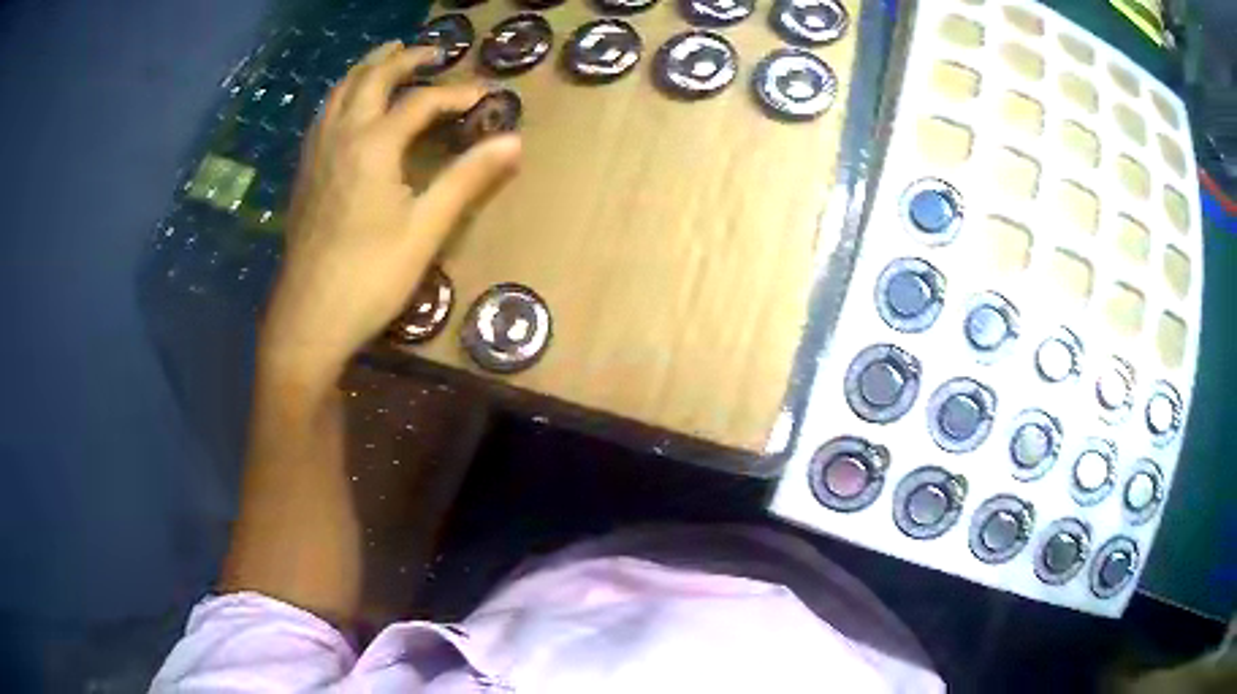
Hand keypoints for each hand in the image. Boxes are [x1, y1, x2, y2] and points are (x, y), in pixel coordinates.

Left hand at [261, 42, 521, 384]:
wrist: (308, 318)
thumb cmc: (370, 277)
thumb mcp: (426, 229)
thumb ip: (467, 178)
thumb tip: (514, 142)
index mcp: (373, 144)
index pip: (421, 101)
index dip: (456, 93)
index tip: (486, 94)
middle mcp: (341, 135)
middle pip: (372, 78)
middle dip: (404, 58)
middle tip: (433, 52)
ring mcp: (317, 152)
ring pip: (340, 91)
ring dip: (367, 67)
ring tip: (388, 58)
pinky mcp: (305, 172)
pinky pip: (323, 113)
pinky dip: (343, 93)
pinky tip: (349, 105)